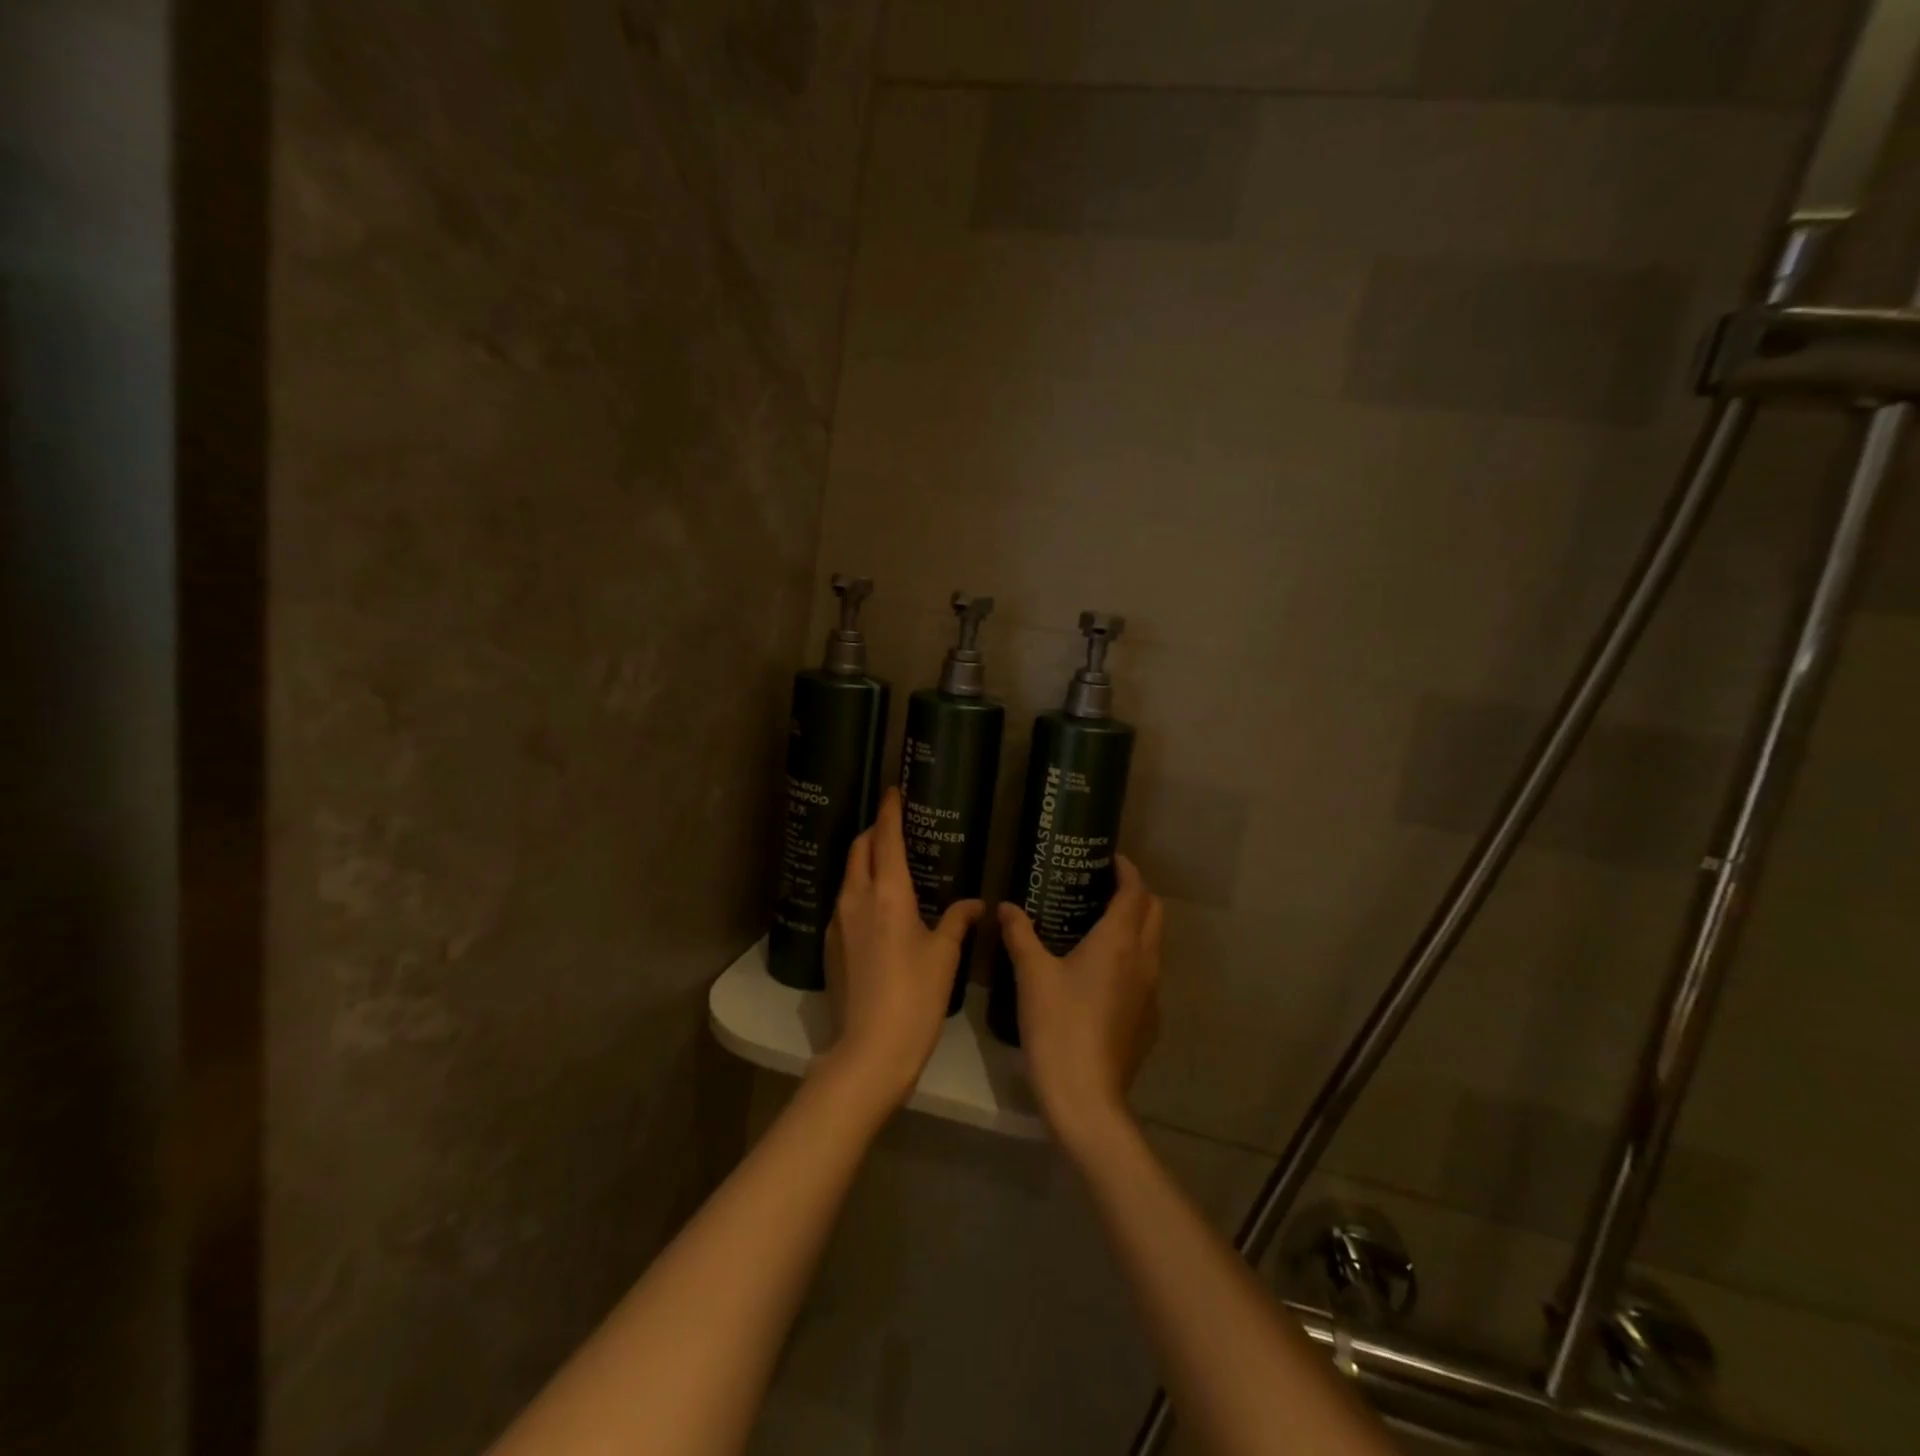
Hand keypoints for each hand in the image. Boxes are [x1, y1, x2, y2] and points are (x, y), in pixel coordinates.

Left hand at [821, 788, 983, 1111]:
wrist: (870, 1049)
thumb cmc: (916, 997)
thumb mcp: (944, 956)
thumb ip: (958, 921)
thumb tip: (975, 903)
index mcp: (888, 893)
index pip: (885, 838)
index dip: (890, 811)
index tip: (893, 791)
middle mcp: (856, 898)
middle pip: (860, 849)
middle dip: (875, 830)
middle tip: (894, 825)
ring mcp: (838, 922)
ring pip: (849, 875)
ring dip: (865, 859)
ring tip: (889, 863)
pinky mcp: (830, 945)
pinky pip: (844, 902)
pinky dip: (859, 889)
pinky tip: (877, 907)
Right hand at [997, 856, 1162, 1150]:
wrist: (1086, 1097)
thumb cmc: (1058, 1026)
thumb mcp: (1032, 975)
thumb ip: (1020, 934)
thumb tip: (1006, 906)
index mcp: (1119, 941)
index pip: (1135, 891)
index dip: (1127, 870)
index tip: (1108, 859)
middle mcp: (1144, 960)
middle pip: (1154, 913)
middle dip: (1135, 894)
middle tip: (1100, 888)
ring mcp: (1151, 993)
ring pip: (1152, 944)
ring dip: (1135, 926)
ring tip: (1097, 926)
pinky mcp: (1148, 1020)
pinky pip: (1146, 975)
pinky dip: (1131, 959)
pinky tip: (1099, 975)